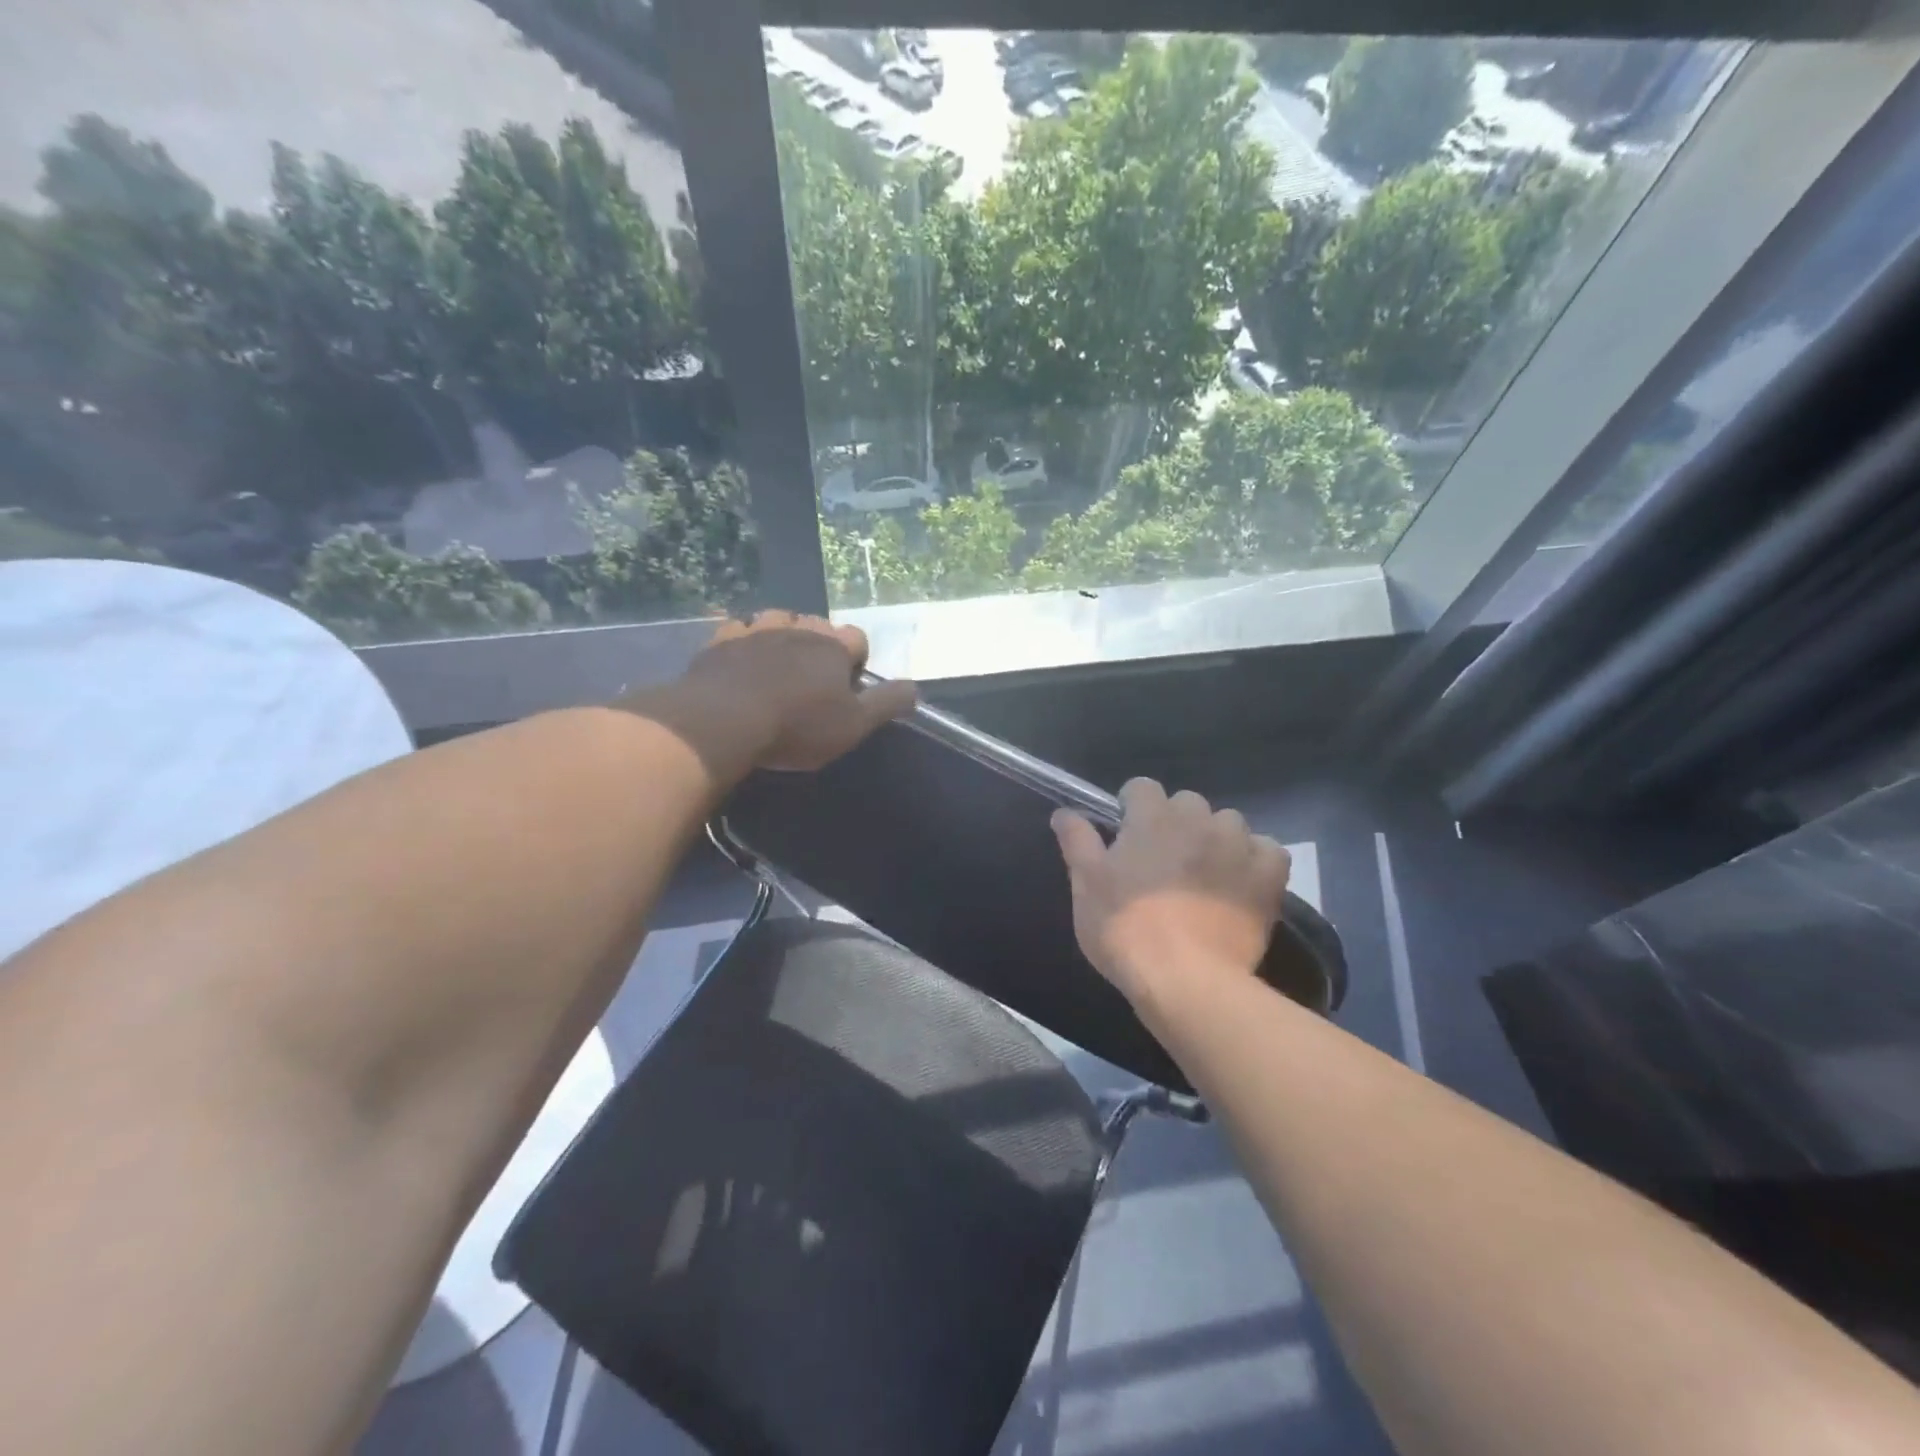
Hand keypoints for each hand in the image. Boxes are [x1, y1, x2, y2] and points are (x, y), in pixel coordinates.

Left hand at [679, 611, 917, 770]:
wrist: (722, 720)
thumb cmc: (796, 725)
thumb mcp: (854, 725)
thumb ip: (887, 704)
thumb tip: (916, 688)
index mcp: (833, 645)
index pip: (857, 639)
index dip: (855, 662)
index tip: (845, 689)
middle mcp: (798, 627)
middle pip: (817, 627)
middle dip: (818, 648)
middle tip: (809, 685)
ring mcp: (756, 628)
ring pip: (777, 622)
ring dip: (781, 639)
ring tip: (774, 670)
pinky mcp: (720, 639)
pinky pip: (738, 630)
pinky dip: (743, 642)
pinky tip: (738, 664)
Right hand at [1052, 778, 1289, 1005]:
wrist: (1186, 980)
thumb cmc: (1125, 929)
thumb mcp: (1086, 886)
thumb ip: (1077, 841)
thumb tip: (1064, 812)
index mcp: (1151, 817)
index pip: (1141, 787)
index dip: (1131, 807)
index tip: (1126, 834)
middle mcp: (1197, 819)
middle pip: (1186, 802)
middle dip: (1175, 822)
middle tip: (1163, 861)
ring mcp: (1237, 845)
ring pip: (1228, 823)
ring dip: (1215, 838)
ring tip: (1205, 873)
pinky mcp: (1268, 876)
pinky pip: (1267, 851)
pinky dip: (1255, 860)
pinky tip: (1242, 882)